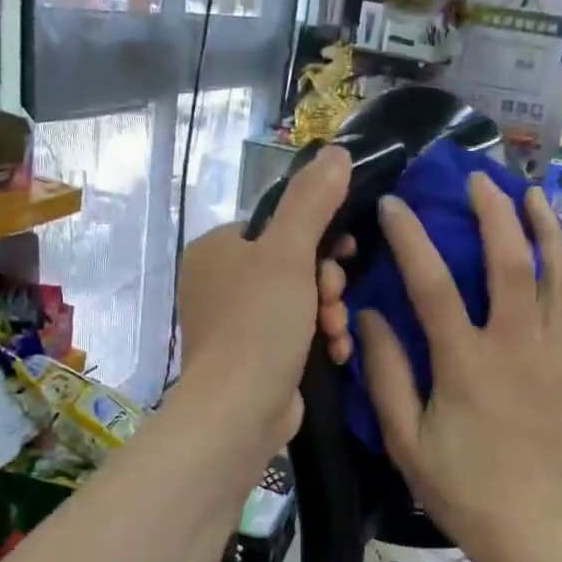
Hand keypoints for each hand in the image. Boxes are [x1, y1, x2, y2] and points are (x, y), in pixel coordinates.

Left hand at [175, 146, 352, 454]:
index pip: (280, 226)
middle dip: (326, 283)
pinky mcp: (252, 357)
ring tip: (335, 332)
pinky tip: (335, 353)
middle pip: (294, 264)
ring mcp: (235, 323)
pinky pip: (295, 333)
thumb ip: (313, 200)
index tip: (343, 256)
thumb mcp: (289, 252)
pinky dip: (318, 340)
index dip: (320, 237)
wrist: (239, 411)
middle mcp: (220, 282)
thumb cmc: (259, 323)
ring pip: (300, 300)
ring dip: (329, 313)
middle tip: (333, 299)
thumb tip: (336, 150)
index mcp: (218, 249)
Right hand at [357, 174, 561, 561]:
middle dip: (494, 211)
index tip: (395, 205)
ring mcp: (553, 353)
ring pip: (558, 273)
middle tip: (477, 178)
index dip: (411, 238)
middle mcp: (516, 347)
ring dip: (544, 227)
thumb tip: (368, 316)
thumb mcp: (404, 437)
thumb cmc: (458, 485)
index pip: (434, 284)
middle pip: (511, 261)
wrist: (527, 523)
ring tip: (529, 193)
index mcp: (466, 365)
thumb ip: (386, 372)